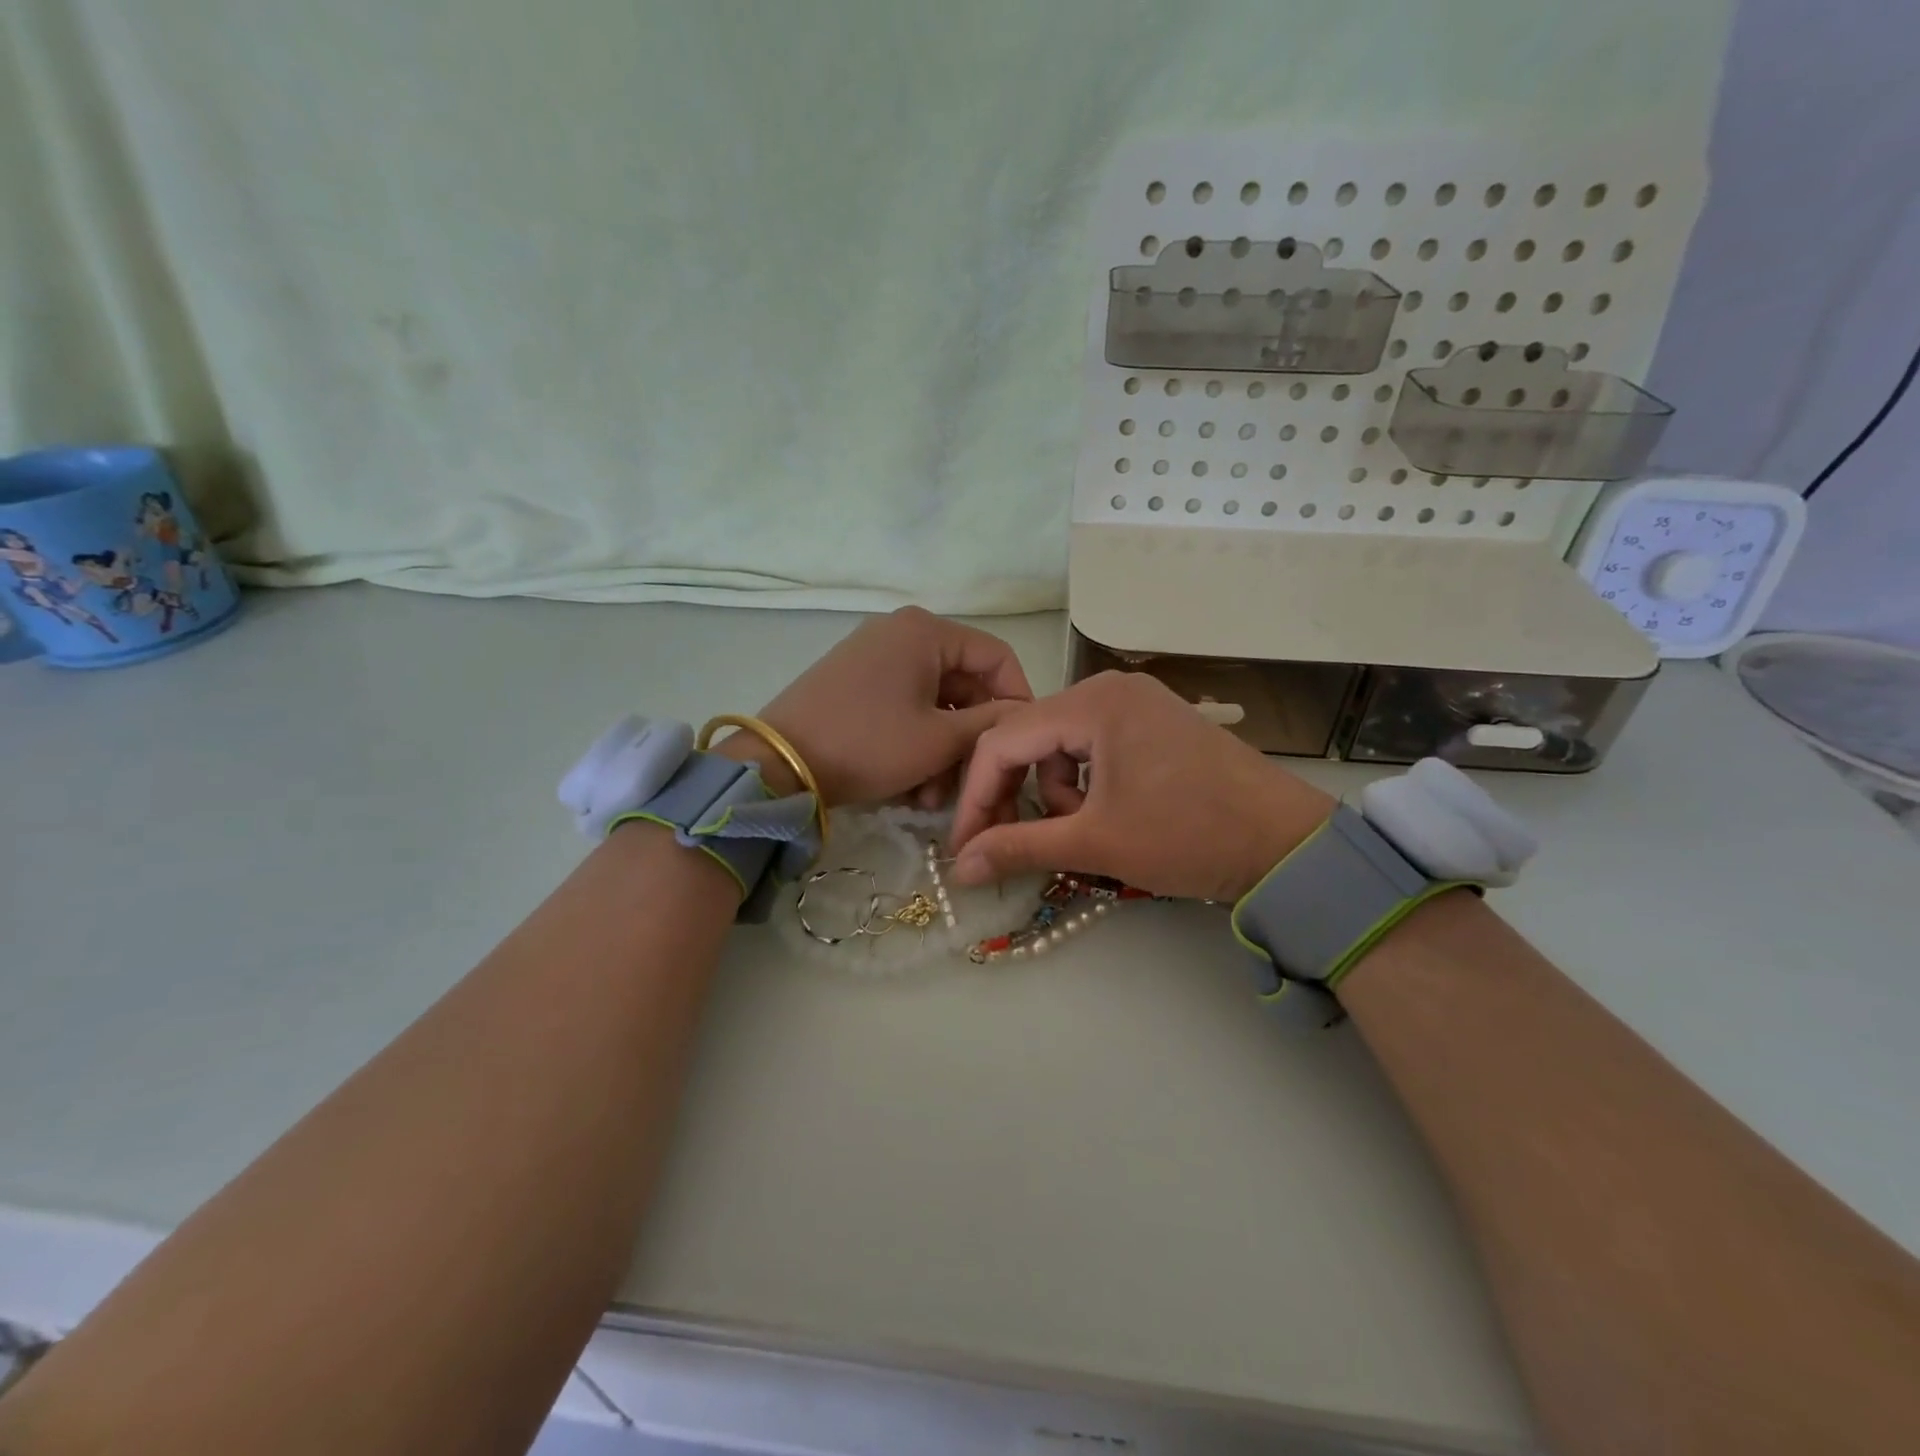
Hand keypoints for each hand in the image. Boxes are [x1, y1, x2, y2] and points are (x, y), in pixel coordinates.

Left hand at [743, 607, 1032, 807]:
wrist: (779, 764)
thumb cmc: (868, 744)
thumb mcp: (939, 740)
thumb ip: (991, 724)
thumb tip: (1024, 715)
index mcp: (925, 631)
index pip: (996, 656)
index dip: (1017, 698)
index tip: (1021, 742)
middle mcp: (901, 633)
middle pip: (963, 683)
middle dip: (970, 738)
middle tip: (971, 783)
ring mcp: (874, 658)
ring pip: (933, 702)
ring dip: (943, 751)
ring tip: (933, 799)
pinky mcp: (855, 684)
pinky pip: (904, 708)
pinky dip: (914, 743)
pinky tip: (910, 787)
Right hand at [947, 671, 1335, 900]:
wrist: (1288, 844)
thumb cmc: (1189, 836)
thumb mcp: (1096, 843)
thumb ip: (1019, 847)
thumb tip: (959, 869)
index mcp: (1093, 702)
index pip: (1003, 741)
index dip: (975, 795)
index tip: (963, 845)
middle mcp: (1109, 689)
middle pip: (1029, 737)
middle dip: (1013, 793)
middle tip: (1008, 843)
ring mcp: (1135, 702)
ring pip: (1060, 743)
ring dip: (1052, 792)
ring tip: (1079, 831)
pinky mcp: (1153, 722)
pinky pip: (1093, 745)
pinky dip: (1083, 782)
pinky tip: (1105, 814)